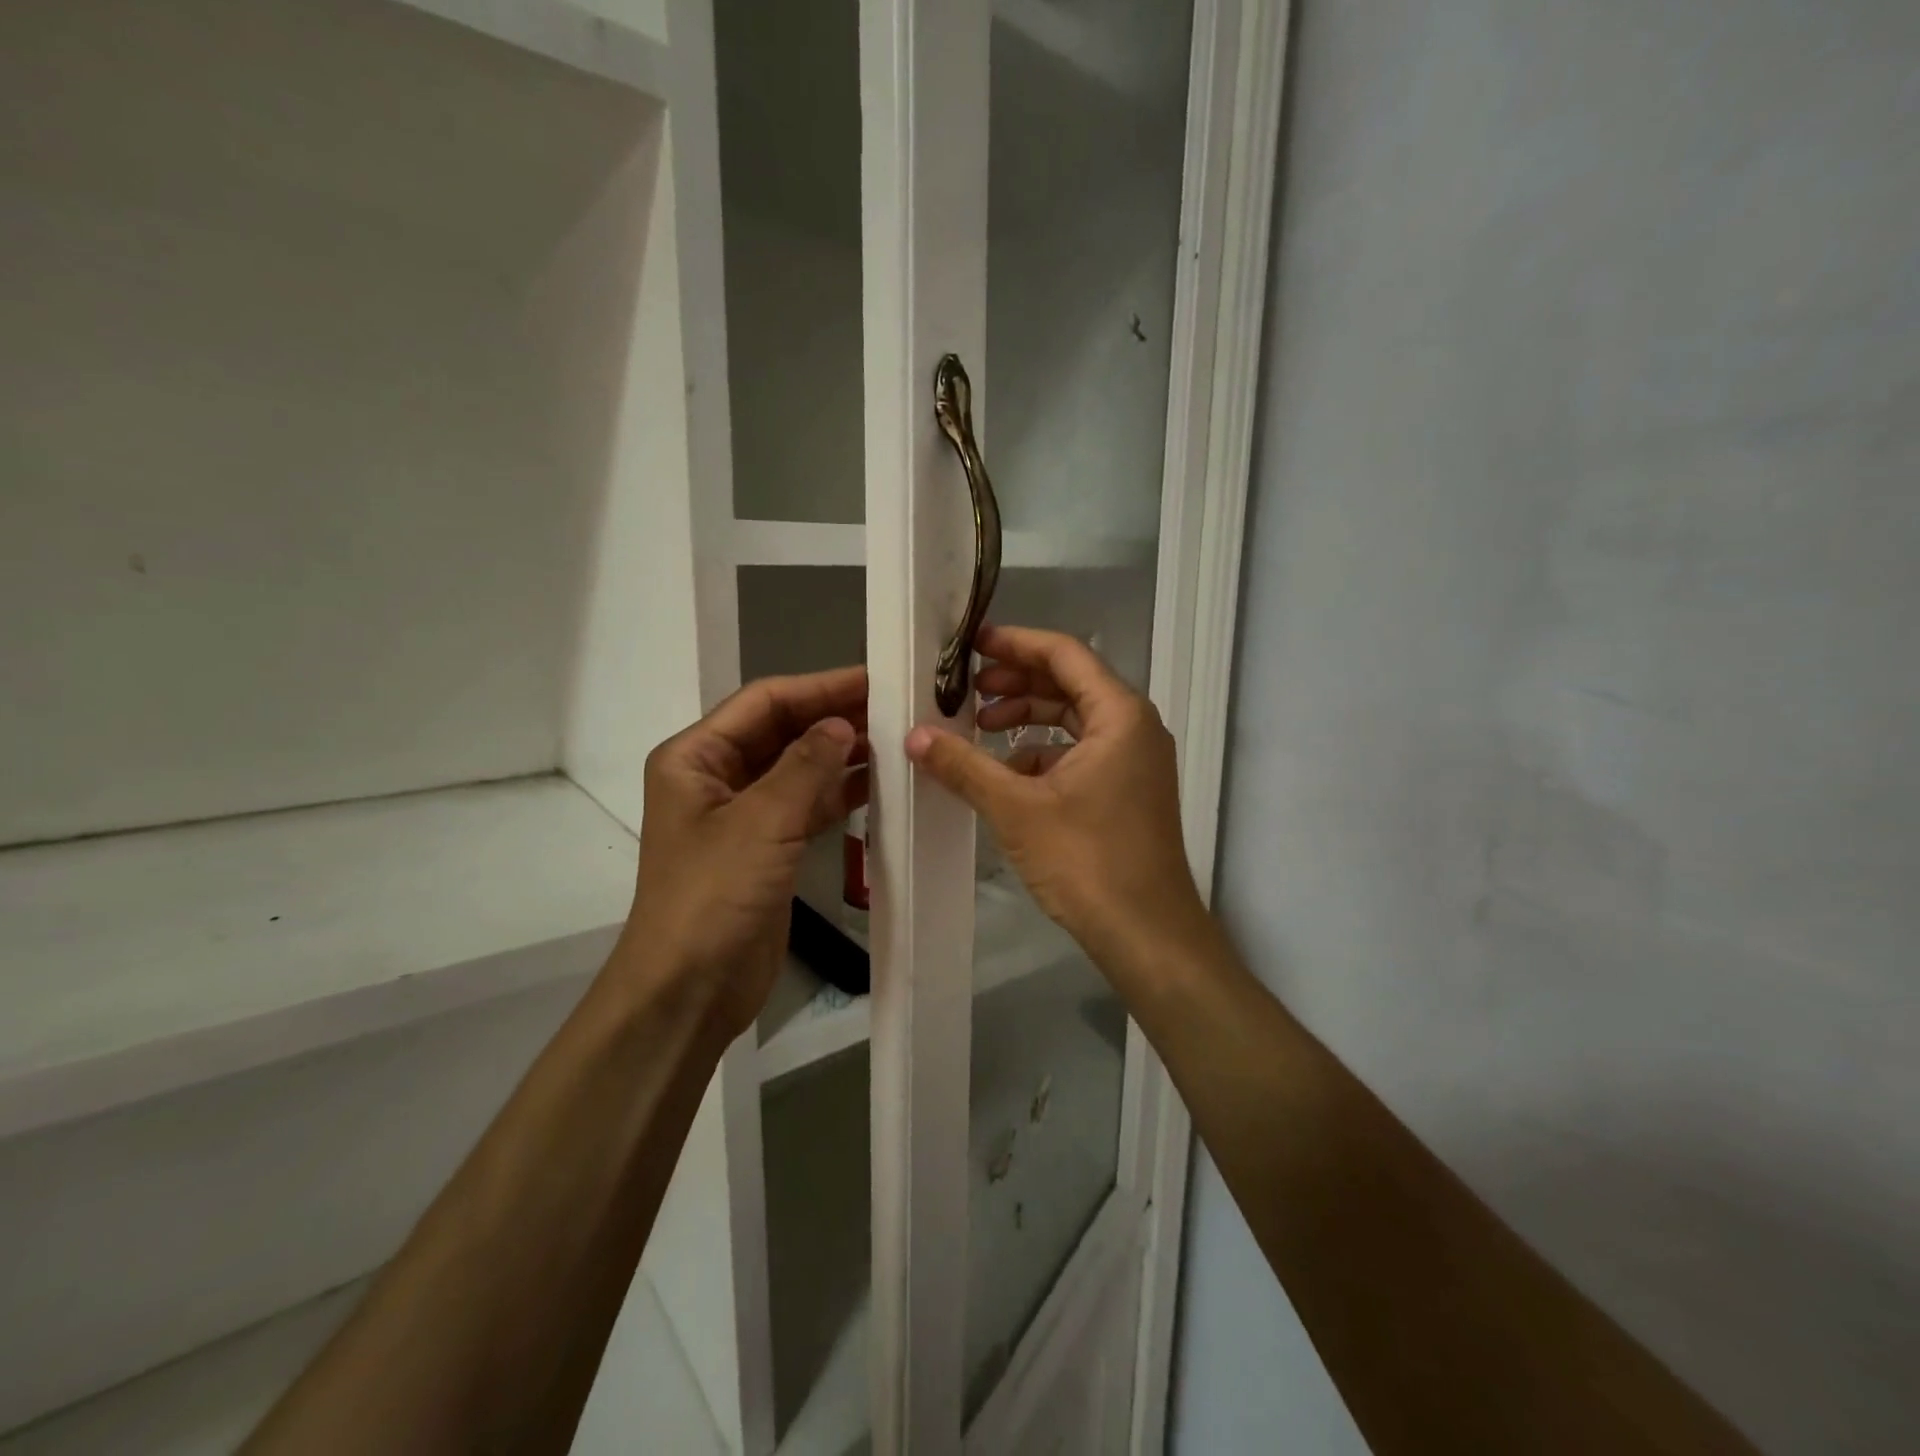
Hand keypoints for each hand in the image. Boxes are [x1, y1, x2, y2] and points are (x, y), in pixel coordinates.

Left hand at [618, 666, 866, 1039]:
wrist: (690, 988)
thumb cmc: (714, 895)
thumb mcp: (763, 822)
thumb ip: (806, 766)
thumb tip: (843, 724)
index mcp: (696, 757)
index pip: (764, 702)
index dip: (820, 687)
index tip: (874, 678)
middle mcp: (717, 776)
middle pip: (782, 731)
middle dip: (833, 718)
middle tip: (895, 706)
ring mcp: (743, 814)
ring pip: (799, 768)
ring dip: (841, 754)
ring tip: (896, 740)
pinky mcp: (768, 847)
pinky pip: (807, 805)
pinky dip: (839, 793)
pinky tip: (879, 784)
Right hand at [904, 625, 1207, 975]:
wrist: (1146, 933)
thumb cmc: (1087, 861)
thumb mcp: (1016, 808)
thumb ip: (964, 765)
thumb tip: (914, 735)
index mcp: (1119, 715)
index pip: (1065, 655)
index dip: (1015, 644)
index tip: (971, 645)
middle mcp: (1134, 727)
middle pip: (1069, 684)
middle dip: (1016, 684)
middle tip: (967, 691)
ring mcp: (1134, 761)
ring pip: (1074, 721)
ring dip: (1027, 720)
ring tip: (979, 731)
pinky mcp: (1127, 791)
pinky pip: (1081, 754)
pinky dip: (1043, 755)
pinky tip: (1006, 774)